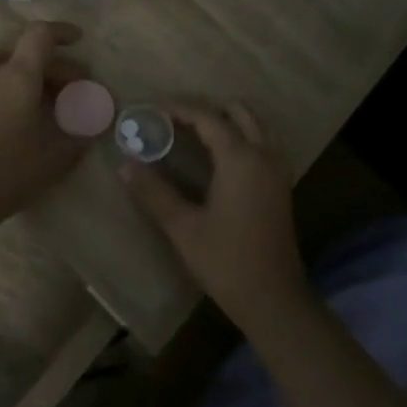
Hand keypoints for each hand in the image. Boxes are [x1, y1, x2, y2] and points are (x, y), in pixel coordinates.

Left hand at [0, 22, 91, 234]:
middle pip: (22, 51)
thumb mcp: (53, 160)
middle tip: (70, 87)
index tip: (79, 40)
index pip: (40, 35)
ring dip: (20, 70)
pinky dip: (1, 87)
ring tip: (38, 96)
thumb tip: (94, 126)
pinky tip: (11, 116)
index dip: (62, 32)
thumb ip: (78, 138)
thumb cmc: (4, 173)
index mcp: (18, 76)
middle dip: (51, 64)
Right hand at [119, 102, 311, 336]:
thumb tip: (125, 166)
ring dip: (228, 119)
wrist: (274, 300)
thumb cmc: (226, 262)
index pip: (208, 117)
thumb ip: (154, 193)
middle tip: (175, 118)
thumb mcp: (183, 228)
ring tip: (195, 131)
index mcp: (240, 159)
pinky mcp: (281, 185)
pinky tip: (220, 155)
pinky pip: (264, 142)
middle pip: (239, 111)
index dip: (180, 107)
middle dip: (207, 108)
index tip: (153, 106)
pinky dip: (242, 134)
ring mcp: (277, 170)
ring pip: (256, 125)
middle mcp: (264, 155)